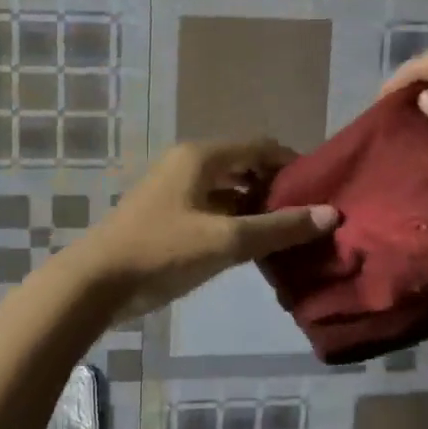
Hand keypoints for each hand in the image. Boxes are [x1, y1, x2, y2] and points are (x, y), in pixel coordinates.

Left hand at [68, 139, 338, 319]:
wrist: (96, 282)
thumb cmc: (163, 251)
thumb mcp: (226, 241)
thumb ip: (278, 228)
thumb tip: (331, 214)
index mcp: (201, 156)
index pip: (260, 146)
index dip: (292, 165)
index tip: (320, 191)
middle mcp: (189, 163)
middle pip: (244, 165)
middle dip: (275, 187)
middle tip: (306, 216)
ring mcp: (175, 189)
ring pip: (228, 189)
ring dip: (256, 207)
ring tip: (287, 234)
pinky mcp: (167, 214)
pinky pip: (212, 207)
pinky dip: (235, 221)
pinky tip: (253, 247)